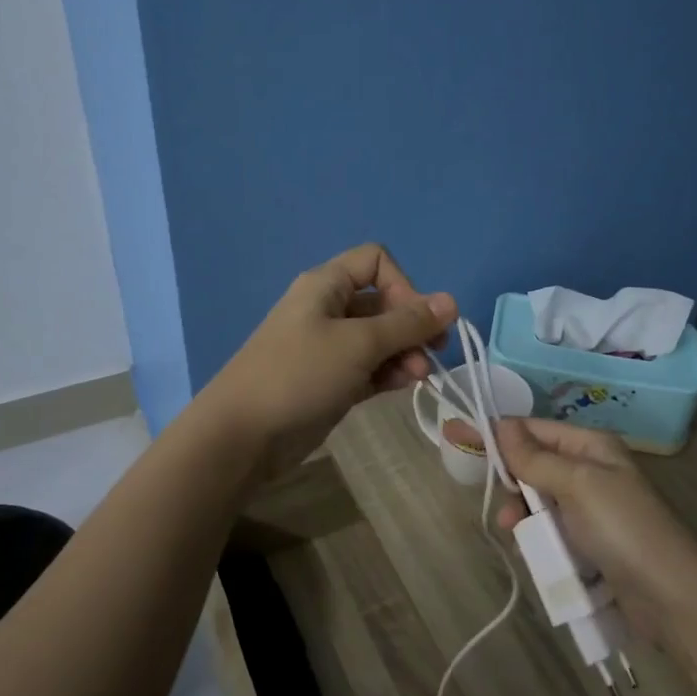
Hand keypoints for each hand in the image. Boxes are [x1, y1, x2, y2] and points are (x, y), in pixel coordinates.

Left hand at [205, 243, 456, 477]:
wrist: (244, 434)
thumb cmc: (300, 374)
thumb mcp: (359, 344)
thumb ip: (407, 323)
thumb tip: (452, 301)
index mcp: (326, 285)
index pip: (376, 262)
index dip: (403, 285)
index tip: (416, 319)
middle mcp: (328, 309)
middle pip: (383, 303)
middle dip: (411, 326)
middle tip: (432, 354)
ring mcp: (328, 347)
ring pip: (379, 339)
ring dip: (405, 353)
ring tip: (418, 378)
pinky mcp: (331, 380)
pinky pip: (369, 367)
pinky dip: (389, 373)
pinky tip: (403, 387)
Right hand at [494, 417, 696, 641]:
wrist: (671, 597)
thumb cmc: (623, 529)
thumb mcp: (577, 484)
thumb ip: (535, 457)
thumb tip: (500, 425)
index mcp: (592, 446)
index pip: (534, 429)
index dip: (498, 434)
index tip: (459, 438)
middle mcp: (591, 470)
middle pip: (535, 464)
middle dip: (513, 481)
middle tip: (501, 504)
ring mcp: (592, 509)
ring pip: (539, 501)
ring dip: (523, 515)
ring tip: (515, 533)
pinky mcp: (591, 543)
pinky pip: (552, 530)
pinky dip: (538, 537)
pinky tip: (531, 552)